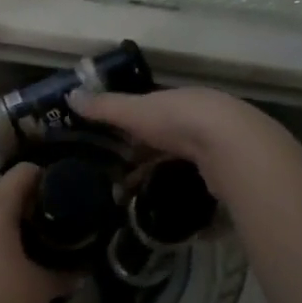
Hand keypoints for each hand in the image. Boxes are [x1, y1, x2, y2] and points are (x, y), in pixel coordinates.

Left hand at [0, 162, 75, 302]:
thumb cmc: (3, 298)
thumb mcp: (42, 287)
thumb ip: (63, 275)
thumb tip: (80, 273)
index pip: (20, 173)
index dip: (41, 176)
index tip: (59, 190)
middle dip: (9, 187)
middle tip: (34, 207)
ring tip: (20, 230)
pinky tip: (2, 250)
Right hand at [70, 85, 282, 192]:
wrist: (230, 146)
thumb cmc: (178, 121)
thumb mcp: (134, 112)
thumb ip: (104, 107)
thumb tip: (71, 96)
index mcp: (180, 101)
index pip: (152, 112)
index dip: (132, 128)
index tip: (113, 148)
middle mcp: (202, 119)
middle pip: (168, 139)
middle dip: (146, 157)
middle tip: (121, 179)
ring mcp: (219, 147)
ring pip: (184, 162)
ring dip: (162, 177)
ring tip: (138, 199)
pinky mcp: (229, 173)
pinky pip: (199, 184)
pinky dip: (183, 195)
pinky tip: (167, 206)